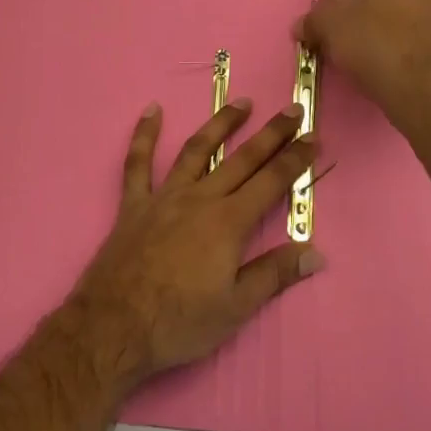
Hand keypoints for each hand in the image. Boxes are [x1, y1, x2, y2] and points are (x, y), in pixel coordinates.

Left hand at [67, 99, 324, 391]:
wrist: (114, 327)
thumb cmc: (179, 322)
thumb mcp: (235, 308)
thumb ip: (274, 275)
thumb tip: (316, 253)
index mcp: (228, 222)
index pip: (271, 182)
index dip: (295, 159)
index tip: (314, 136)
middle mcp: (200, 199)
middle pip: (242, 159)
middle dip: (271, 134)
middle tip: (292, 109)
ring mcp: (164, 197)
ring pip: (196, 150)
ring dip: (221, 124)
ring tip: (241, 103)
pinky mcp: (134, 204)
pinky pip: (137, 163)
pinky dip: (144, 135)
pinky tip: (152, 110)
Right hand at [296, 0, 430, 128]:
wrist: (422, 90)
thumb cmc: (372, 44)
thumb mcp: (328, 25)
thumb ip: (311, 20)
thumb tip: (301, 26)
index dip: (328, 4)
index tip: (320, 29)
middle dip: (351, 18)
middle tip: (336, 43)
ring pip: (392, 17)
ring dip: (372, 32)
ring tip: (358, 58)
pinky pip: (410, 36)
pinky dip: (393, 46)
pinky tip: (382, 66)